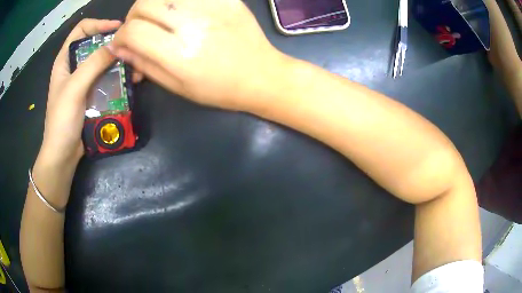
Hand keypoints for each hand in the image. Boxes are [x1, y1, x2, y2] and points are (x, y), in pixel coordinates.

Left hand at [37, 19, 121, 169]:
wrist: (63, 154)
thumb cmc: (61, 121)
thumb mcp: (74, 89)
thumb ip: (93, 64)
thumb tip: (117, 44)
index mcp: (65, 60)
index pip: (82, 30)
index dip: (99, 24)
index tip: (117, 28)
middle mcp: (75, 67)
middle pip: (95, 45)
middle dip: (114, 44)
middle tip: (131, 48)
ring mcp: (84, 82)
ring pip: (104, 63)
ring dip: (120, 62)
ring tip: (136, 67)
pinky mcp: (92, 95)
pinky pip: (107, 80)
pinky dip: (119, 78)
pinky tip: (132, 81)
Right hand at [111, 0, 288, 110]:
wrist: (261, 75)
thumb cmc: (218, 88)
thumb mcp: (177, 87)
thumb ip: (145, 65)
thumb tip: (121, 49)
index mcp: (178, 54)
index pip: (133, 31)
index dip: (120, 36)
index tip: (121, 43)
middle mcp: (192, 24)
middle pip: (144, 4)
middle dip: (132, 17)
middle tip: (138, 28)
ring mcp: (211, 7)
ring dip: (152, 5)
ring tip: (158, 18)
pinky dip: (176, 0)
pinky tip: (179, 11)